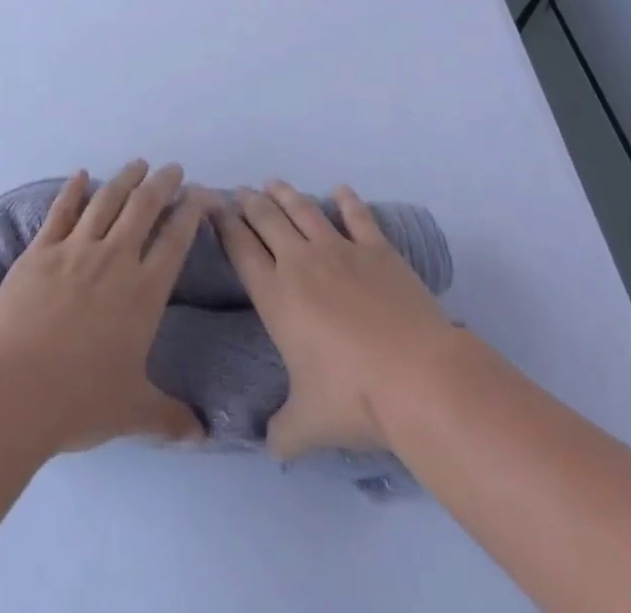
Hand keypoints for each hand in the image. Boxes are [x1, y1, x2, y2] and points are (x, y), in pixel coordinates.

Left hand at [0, 161, 206, 452]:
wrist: (16, 388)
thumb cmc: (80, 400)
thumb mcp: (133, 412)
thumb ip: (171, 418)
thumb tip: (205, 436)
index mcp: (143, 292)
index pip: (176, 240)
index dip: (192, 212)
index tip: (203, 194)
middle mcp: (114, 259)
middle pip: (143, 208)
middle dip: (162, 184)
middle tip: (173, 168)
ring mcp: (74, 249)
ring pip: (106, 201)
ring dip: (125, 179)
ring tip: (138, 164)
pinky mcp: (40, 251)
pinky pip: (61, 211)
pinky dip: (73, 190)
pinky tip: (80, 175)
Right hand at [213, 179, 454, 459]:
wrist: (418, 377)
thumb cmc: (354, 398)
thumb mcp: (308, 425)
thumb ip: (283, 432)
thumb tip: (270, 447)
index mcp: (275, 295)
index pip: (240, 249)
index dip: (224, 226)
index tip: (213, 208)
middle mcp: (300, 262)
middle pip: (267, 220)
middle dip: (250, 203)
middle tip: (239, 191)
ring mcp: (340, 250)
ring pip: (303, 210)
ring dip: (285, 194)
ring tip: (273, 183)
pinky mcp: (377, 250)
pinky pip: (357, 217)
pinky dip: (347, 200)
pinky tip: (340, 190)